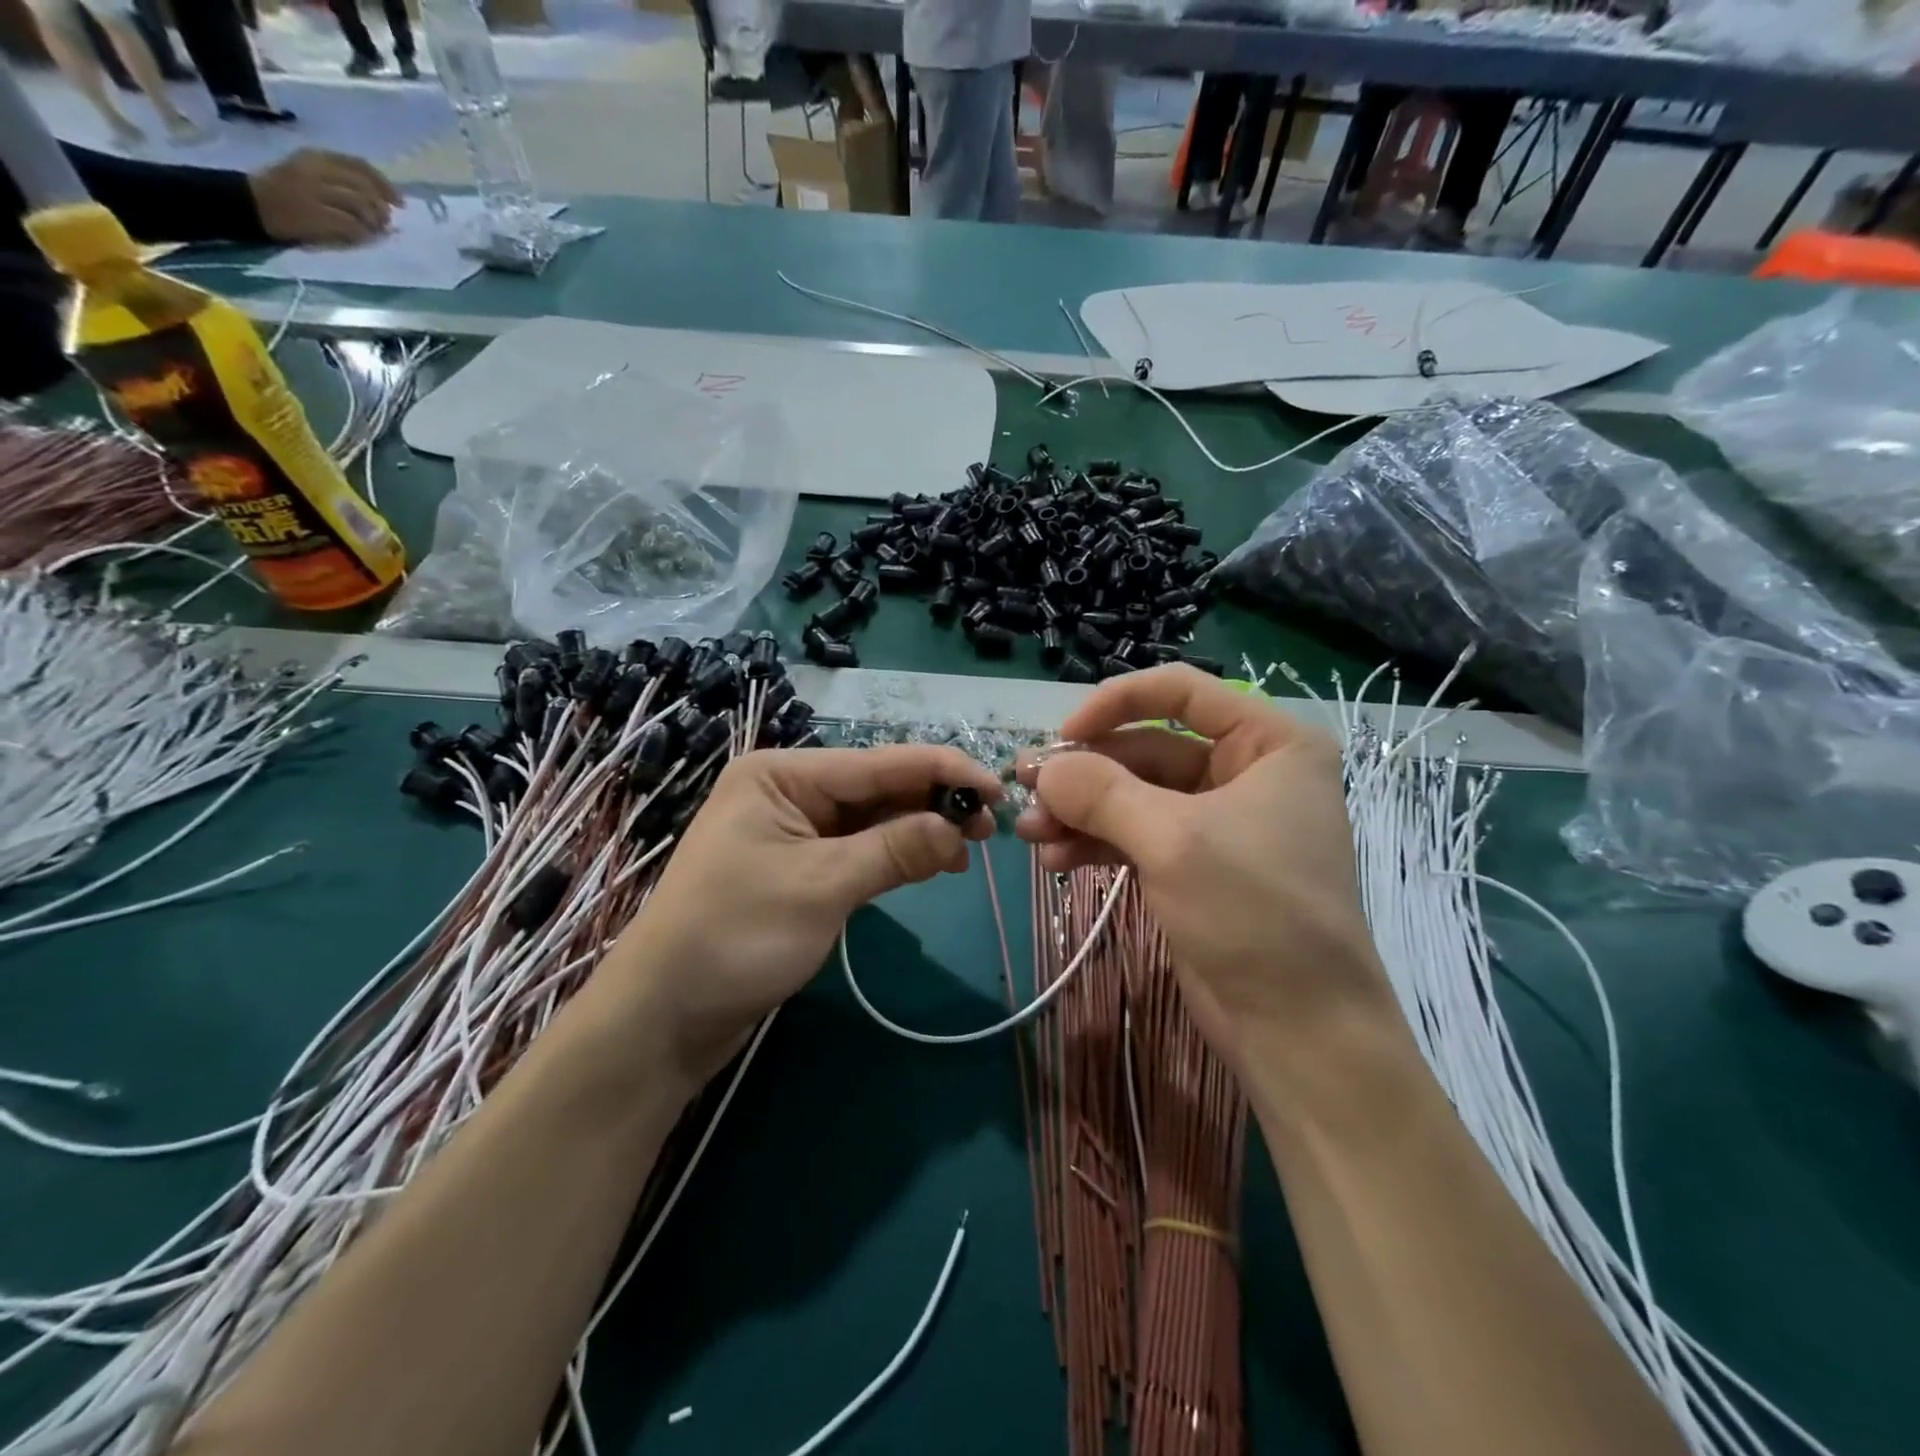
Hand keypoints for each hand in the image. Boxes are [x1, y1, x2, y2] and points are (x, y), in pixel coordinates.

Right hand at [248, 150, 401, 245]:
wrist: (252, 204)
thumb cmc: (287, 191)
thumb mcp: (312, 174)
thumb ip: (343, 180)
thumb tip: (384, 200)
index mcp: (316, 157)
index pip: (359, 166)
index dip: (385, 185)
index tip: (399, 202)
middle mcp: (315, 170)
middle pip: (365, 189)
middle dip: (381, 209)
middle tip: (384, 223)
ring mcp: (314, 193)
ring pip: (362, 207)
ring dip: (374, 224)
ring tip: (372, 231)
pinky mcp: (315, 215)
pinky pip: (353, 227)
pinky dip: (362, 235)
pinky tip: (359, 237)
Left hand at [601, 745, 1000, 1085]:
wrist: (664, 1016)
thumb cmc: (735, 937)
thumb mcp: (822, 887)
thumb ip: (894, 849)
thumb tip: (957, 827)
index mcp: (783, 774)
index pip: (878, 762)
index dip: (942, 771)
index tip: (998, 788)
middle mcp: (788, 791)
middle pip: (877, 787)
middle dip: (933, 803)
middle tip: (989, 828)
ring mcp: (793, 830)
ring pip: (872, 819)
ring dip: (919, 830)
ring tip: (969, 849)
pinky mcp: (799, 868)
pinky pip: (858, 849)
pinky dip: (895, 855)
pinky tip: (932, 864)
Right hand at [1015, 667, 1391, 1078]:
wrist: (1299, 1030)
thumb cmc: (1254, 912)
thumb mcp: (1173, 840)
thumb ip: (1101, 792)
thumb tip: (1042, 768)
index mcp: (1268, 743)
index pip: (1180, 691)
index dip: (1115, 703)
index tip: (1062, 734)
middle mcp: (1245, 772)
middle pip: (1146, 748)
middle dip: (1084, 773)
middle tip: (1024, 787)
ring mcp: (1215, 821)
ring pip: (1132, 796)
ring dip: (1079, 811)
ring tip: (1030, 832)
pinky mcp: (1191, 865)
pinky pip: (1133, 835)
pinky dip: (1094, 842)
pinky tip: (1055, 859)